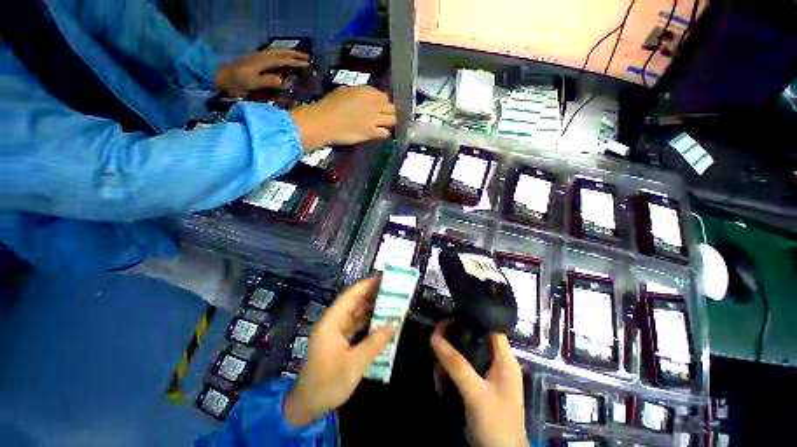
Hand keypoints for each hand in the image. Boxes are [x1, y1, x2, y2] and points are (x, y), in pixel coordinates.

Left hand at [215, 49, 309, 96]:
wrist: (219, 79)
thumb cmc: (235, 84)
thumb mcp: (251, 83)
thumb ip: (266, 81)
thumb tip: (282, 81)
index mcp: (262, 62)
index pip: (282, 60)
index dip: (295, 62)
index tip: (308, 64)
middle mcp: (261, 57)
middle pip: (280, 53)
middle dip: (295, 54)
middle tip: (308, 58)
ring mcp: (257, 58)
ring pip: (276, 53)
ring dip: (289, 54)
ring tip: (299, 57)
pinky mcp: (255, 62)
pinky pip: (272, 56)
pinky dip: (282, 56)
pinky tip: (284, 60)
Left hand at [283, 277, 398, 426]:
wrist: (308, 406)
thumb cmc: (328, 383)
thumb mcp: (355, 363)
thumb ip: (376, 341)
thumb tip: (396, 322)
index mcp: (331, 323)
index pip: (349, 297)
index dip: (365, 285)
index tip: (381, 278)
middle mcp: (332, 322)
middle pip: (352, 302)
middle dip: (369, 293)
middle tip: (389, 286)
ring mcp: (335, 331)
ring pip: (354, 312)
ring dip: (369, 305)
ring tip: (388, 298)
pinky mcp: (339, 339)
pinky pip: (355, 323)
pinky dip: (367, 319)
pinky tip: (380, 317)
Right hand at [289, 86, 395, 151]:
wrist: (325, 122)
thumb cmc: (330, 104)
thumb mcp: (345, 91)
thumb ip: (359, 94)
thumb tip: (365, 98)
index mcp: (367, 91)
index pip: (384, 96)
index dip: (383, 102)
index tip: (379, 106)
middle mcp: (374, 104)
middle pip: (391, 108)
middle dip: (389, 112)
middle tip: (383, 116)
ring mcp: (374, 120)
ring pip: (392, 120)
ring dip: (389, 122)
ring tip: (383, 125)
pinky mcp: (372, 133)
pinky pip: (385, 133)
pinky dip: (384, 133)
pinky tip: (379, 133)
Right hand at [431, 324, 528, 446]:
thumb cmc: (496, 423)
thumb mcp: (475, 392)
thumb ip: (456, 364)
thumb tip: (434, 337)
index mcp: (505, 359)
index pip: (491, 327)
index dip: (473, 317)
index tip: (451, 313)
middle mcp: (498, 363)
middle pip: (476, 338)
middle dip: (456, 336)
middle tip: (438, 334)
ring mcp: (489, 375)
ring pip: (468, 353)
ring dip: (452, 353)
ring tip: (436, 351)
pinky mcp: (481, 386)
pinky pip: (464, 368)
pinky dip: (453, 367)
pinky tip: (441, 371)